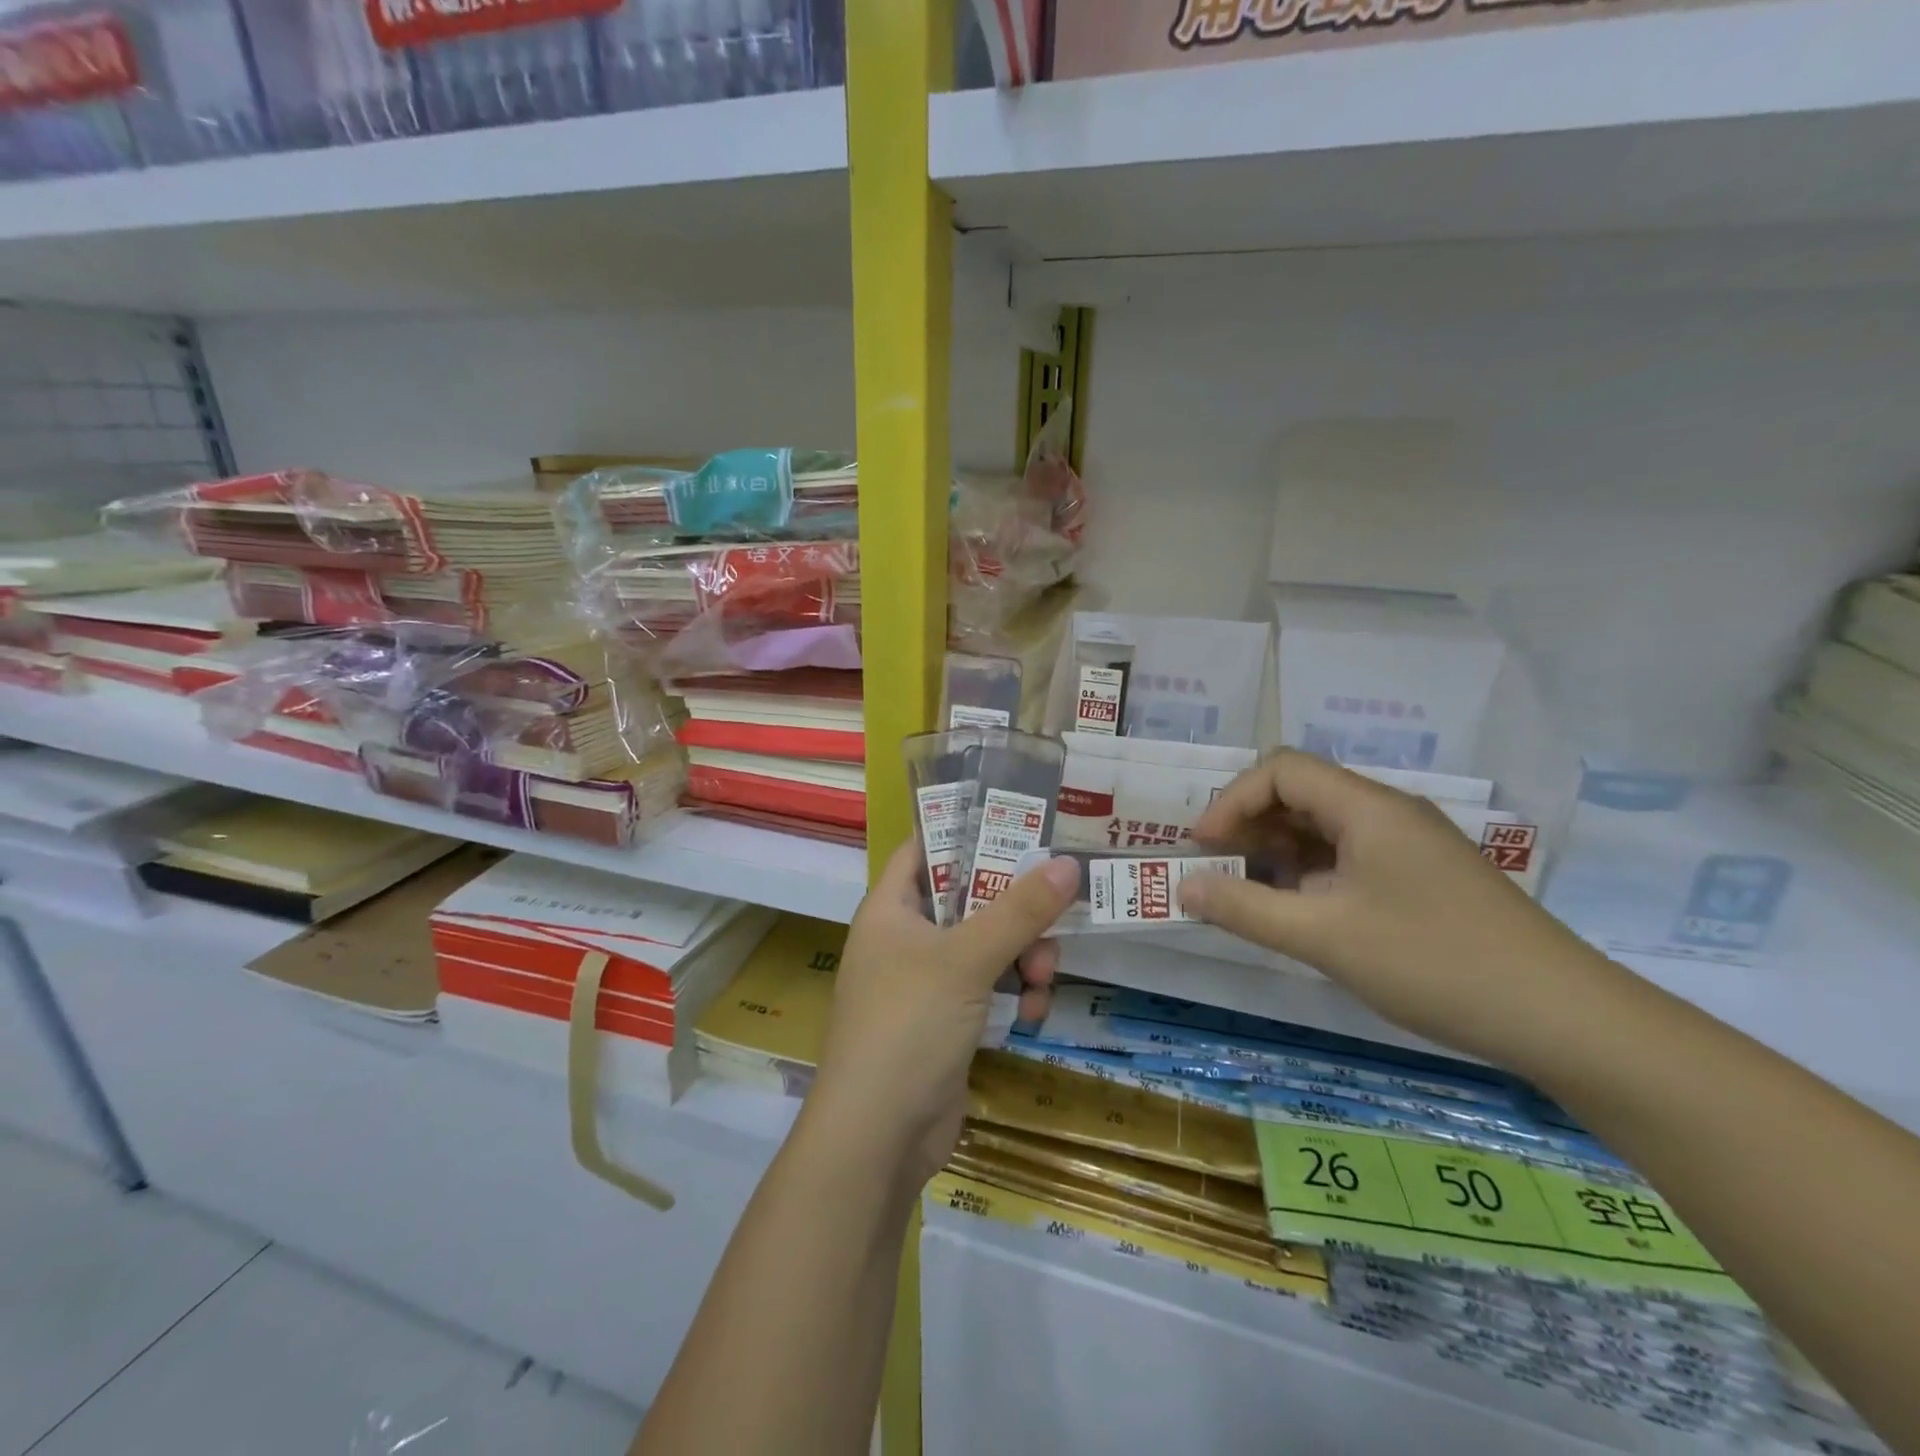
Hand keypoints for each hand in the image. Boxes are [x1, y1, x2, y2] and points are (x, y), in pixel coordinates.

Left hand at [808, 840, 1080, 1192]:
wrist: (879, 1137)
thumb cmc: (908, 1026)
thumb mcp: (966, 959)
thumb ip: (1019, 911)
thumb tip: (1068, 864)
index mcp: (891, 909)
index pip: (926, 849)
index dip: (966, 831)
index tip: (1018, 824)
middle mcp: (905, 939)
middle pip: (970, 900)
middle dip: (1014, 911)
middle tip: (1051, 918)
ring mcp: (926, 983)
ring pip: (987, 947)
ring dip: (1022, 958)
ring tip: (1040, 978)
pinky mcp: (947, 1022)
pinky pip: (990, 990)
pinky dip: (1012, 996)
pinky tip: (1029, 1014)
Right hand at [1179, 749, 1610, 1066]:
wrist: (1565, 1019)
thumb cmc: (1435, 963)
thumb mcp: (1325, 938)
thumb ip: (1246, 909)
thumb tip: (1182, 887)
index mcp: (1368, 808)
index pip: (1282, 771)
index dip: (1232, 801)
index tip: (1203, 848)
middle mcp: (1389, 814)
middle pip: (1301, 794)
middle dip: (1249, 825)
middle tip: (1216, 870)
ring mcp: (1409, 846)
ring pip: (1324, 828)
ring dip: (1277, 852)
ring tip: (1248, 894)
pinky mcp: (1422, 878)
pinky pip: (1349, 858)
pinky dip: (1310, 875)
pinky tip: (1299, 913)